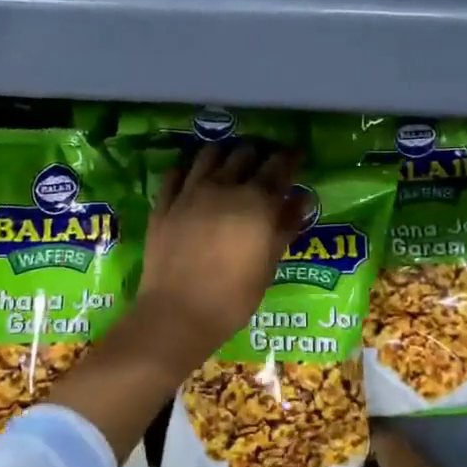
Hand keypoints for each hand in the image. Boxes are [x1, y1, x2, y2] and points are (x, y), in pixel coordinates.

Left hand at [131, 141, 307, 374]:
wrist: (178, 313)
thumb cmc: (233, 296)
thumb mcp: (269, 265)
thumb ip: (286, 226)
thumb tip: (303, 198)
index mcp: (256, 201)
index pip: (279, 166)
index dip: (291, 157)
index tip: (296, 155)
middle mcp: (223, 186)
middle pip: (244, 153)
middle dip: (258, 155)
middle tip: (263, 166)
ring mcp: (189, 192)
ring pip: (209, 154)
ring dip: (224, 154)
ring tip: (229, 164)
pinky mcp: (164, 204)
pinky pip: (176, 173)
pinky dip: (188, 170)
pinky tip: (192, 178)